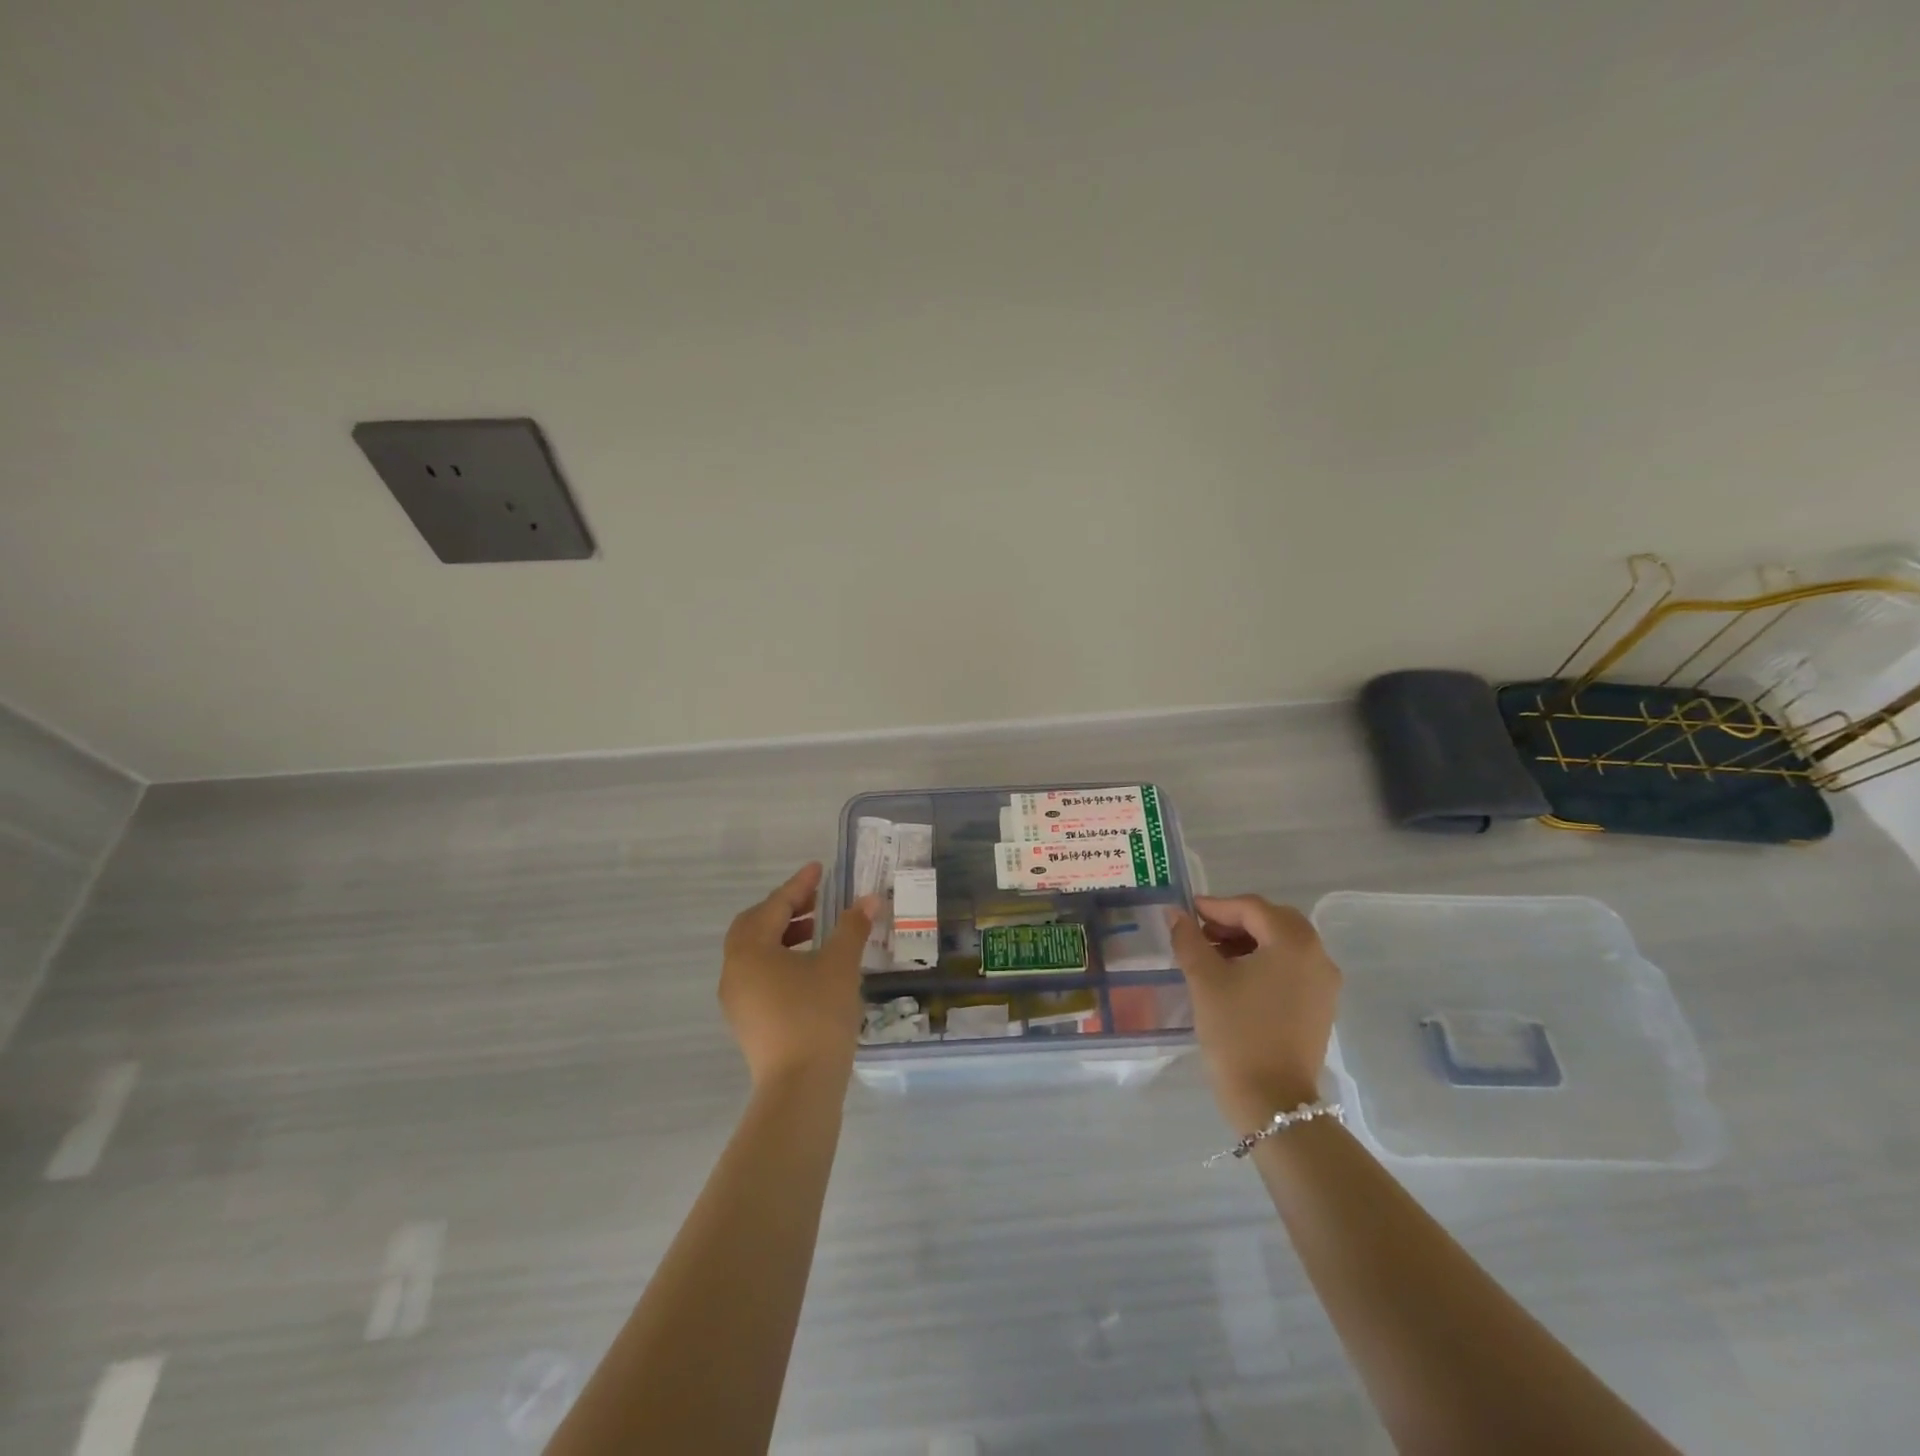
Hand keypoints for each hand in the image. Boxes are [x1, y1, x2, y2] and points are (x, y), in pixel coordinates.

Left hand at [720, 863, 878, 1091]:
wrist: (799, 1088)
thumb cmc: (817, 1016)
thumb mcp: (839, 966)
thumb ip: (852, 928)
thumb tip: (869, 899)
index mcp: (750, 950)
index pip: (775, 906)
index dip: (799, 885)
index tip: (819, 868)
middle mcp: (734, 970)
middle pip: (755, 926)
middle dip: (785, 909)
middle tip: (816, 901)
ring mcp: (736, 999)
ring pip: (755, 952)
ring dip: (783, 935)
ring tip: (817, 932)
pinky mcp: (746, 1021)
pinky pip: (758, 975)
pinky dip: (780, 959)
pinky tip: (809, 968)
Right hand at [1170, 895, 1341, 1131]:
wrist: (1271, 1100)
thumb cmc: (1236, 1032)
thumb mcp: (1204, 979)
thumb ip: (1188, 939)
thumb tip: (1175, 913)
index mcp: (1293, 942)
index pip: (1251, 907)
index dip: (1215, 906)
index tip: (1186, 914)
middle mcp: (1317, 955)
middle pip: (1273, 921)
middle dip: (1235, 921)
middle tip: (1201, 933)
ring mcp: (1324, 983)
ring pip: (1283, 944)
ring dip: (1249, 941)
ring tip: (1213, 956)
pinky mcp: (1321, 1006)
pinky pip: (1292, 967)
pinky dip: (1265, 961)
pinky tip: (1237, 978)